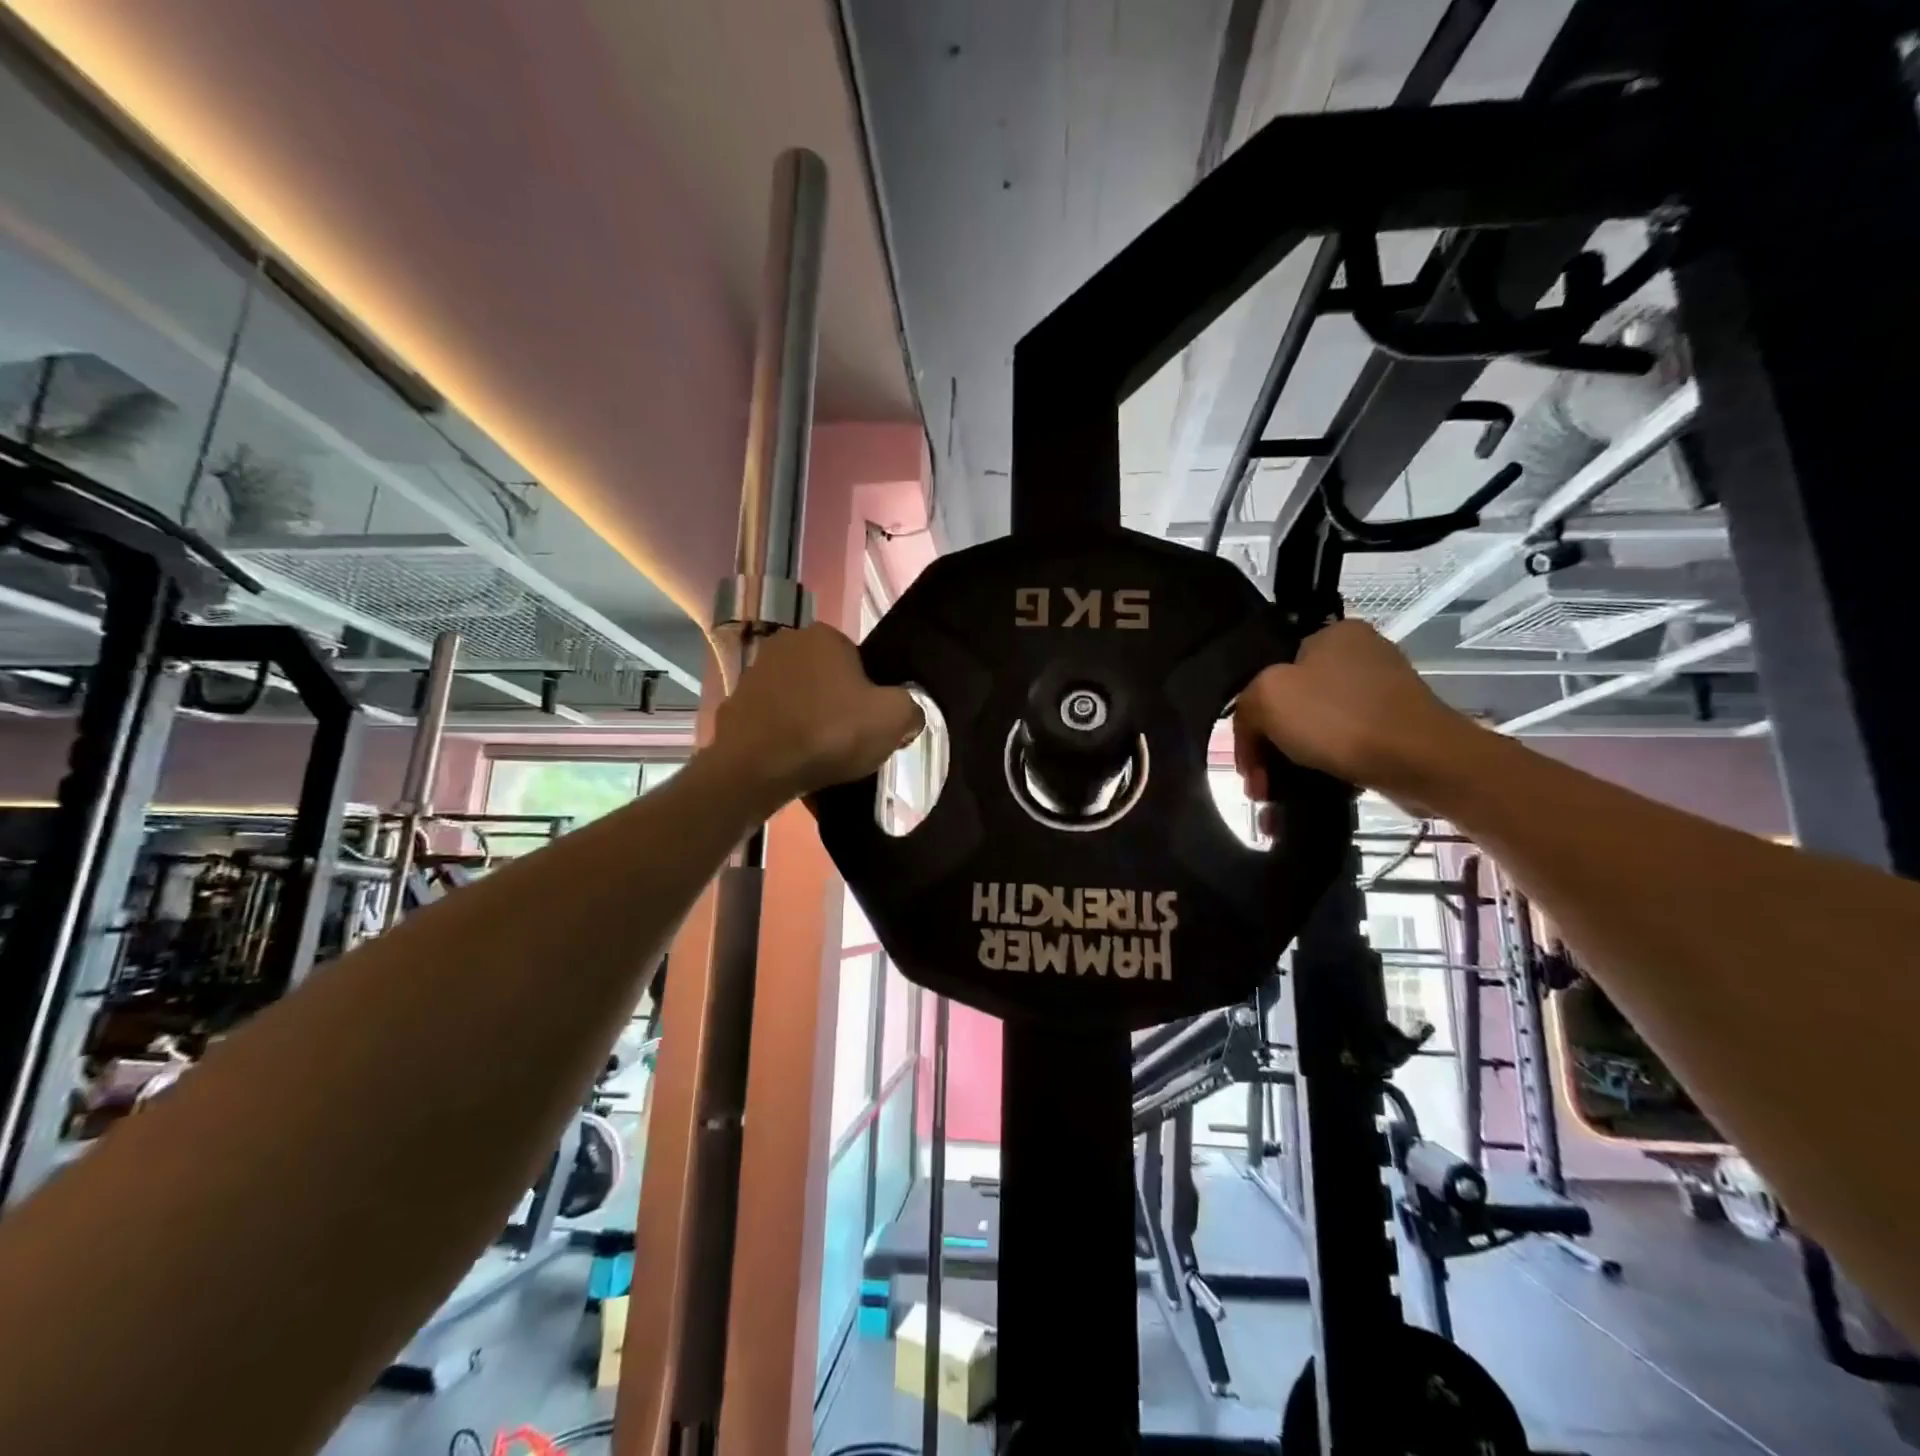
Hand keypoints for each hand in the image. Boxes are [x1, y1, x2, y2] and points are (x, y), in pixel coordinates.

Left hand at [711, 624, 922, 808]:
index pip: (860, 662)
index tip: (869, 724)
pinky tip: (791, 759)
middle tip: (847, 740)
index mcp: (825, 635)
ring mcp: (754, 673)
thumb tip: (908, 714)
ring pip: (799, 698)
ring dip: (809, 719)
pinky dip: (783, 735)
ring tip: (819, 754)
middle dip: (837, 704)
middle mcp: (786, 643)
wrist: (757, 767)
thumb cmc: (830, 732)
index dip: (870, 695)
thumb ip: (911, 709)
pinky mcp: (734, 704)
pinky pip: (772, 719)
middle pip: (828, 678)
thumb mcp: (893, 719)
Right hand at [1232, 619, 1471, 799]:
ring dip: (1292, 767)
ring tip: (1278, 802)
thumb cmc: (1338, 719)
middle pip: (1292, 705)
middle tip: (1260, 786)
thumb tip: (1254, 732)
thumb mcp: (1266, 698)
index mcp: (1333, 634)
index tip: (1247, 759)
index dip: (1250, 718)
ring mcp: (1383, 693)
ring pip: (1316, 731)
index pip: (1270, 672)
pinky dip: (1324, 772)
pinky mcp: (1398, 728)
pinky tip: (1311, 797)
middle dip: (1269, 750)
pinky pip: (1345, 748)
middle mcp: (1361, 656)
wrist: (1422, 761)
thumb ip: (1245, 707)